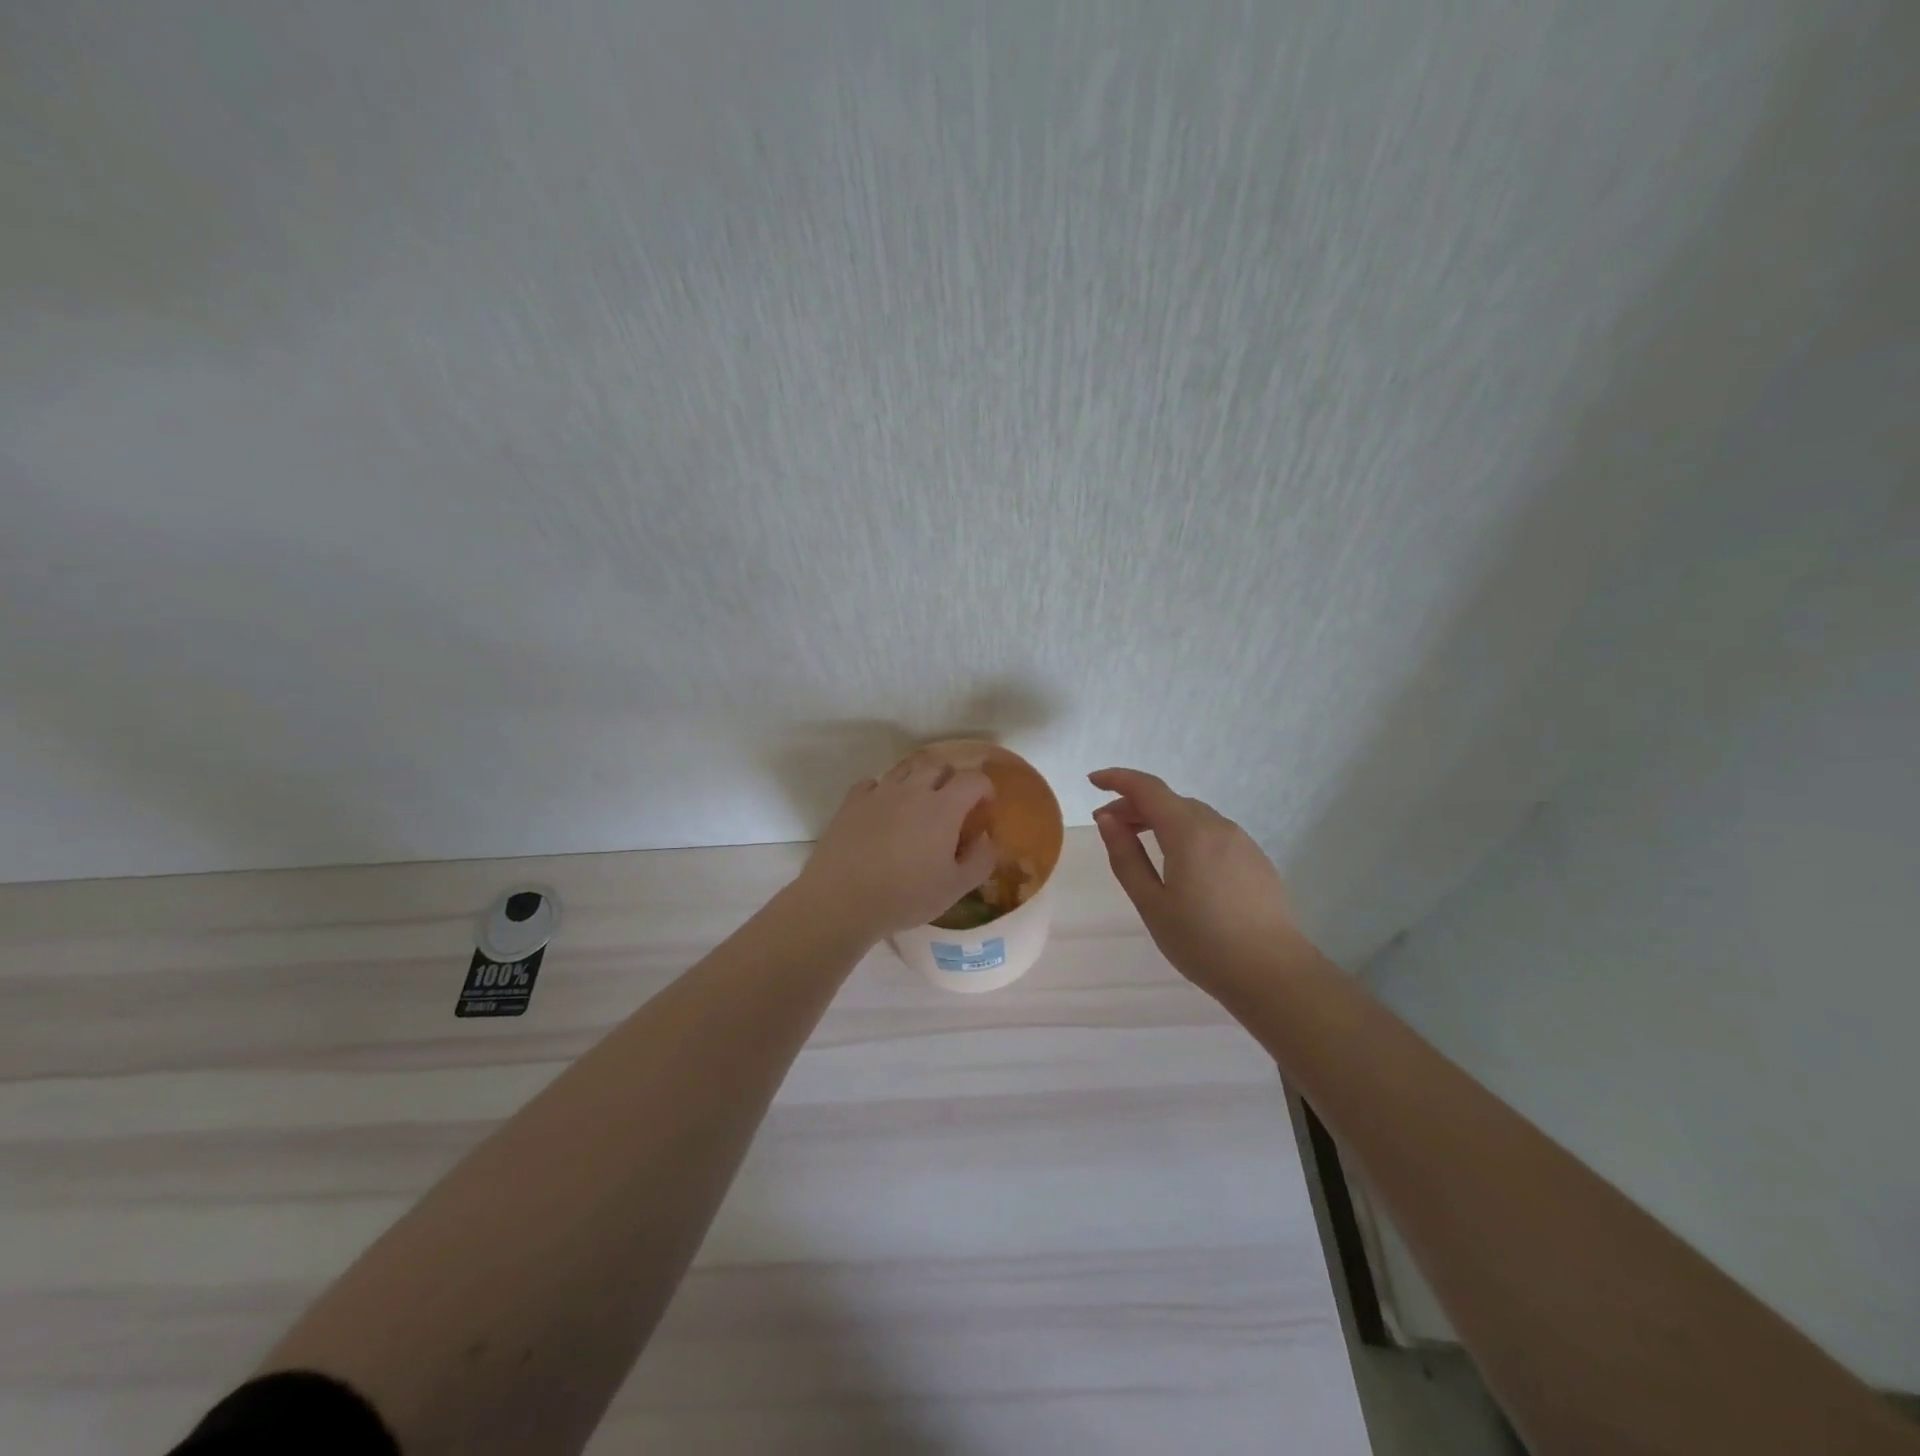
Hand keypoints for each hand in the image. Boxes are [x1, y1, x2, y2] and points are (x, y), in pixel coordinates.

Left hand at [797, 762, 997, 941]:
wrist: (841, 899)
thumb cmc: (905, 896)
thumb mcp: (955, 888)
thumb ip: (980, 860)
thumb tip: (986, 839)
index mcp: (943, 808)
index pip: (973, 780)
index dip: (985, 788)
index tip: (985, 806)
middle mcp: (912, 790)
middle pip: (938, 766)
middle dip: (952, 779)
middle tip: (954, 803)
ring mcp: (879, 792)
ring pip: (905, 768)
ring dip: (919, 778)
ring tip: (920, 800)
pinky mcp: (852, 801)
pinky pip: (873, 782)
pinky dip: (885, 789)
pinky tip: (884, 809)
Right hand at [1089, 768, 1300, 993]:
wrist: (1273, 974)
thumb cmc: (1202, 942)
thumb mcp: (1151, 903)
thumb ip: (1126, 857)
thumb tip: (1107, 820)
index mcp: (1188, 832)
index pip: (1148, 788)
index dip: (1118, 779)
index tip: (1093, 781)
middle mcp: (1217, 826)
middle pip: (1169, 800)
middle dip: (1135, 804)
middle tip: (1109, 826)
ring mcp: (1241, 841)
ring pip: (1192, 815)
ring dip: (1161, 818)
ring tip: (1139, 842)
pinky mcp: (1255, 859)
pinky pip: (1212, 832)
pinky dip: (1185, 832)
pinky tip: (1178, 861)